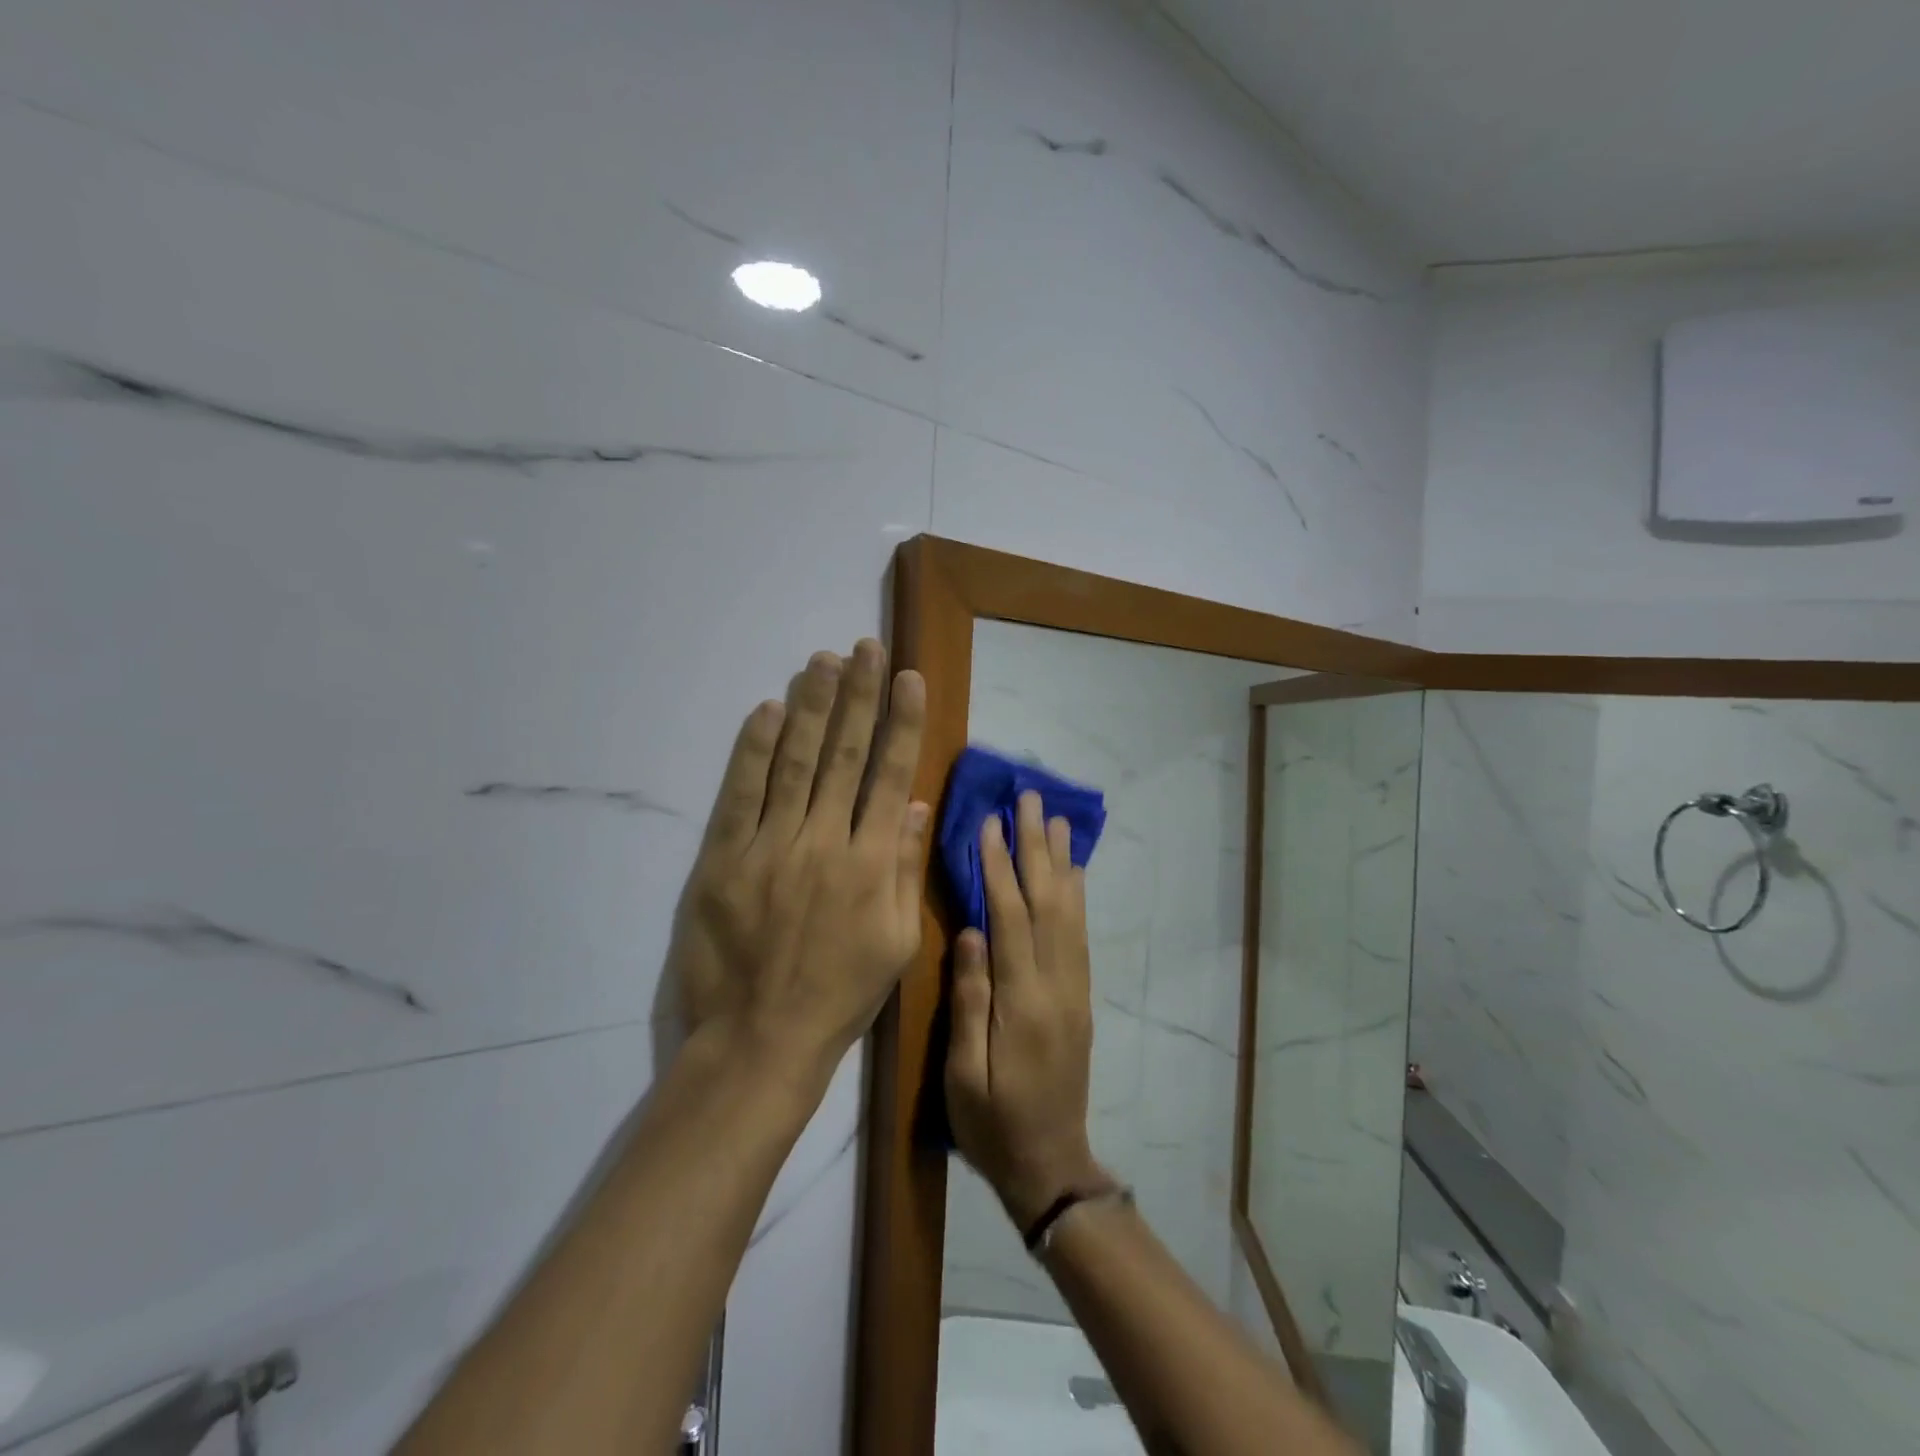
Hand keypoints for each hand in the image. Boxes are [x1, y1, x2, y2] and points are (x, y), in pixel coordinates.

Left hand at [667, 639, 928, 1087]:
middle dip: (858, 696)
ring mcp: (771, 847)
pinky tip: (768, 709)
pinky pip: (740, 793)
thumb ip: (905, 868)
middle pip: (844, 755)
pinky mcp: (723, 858)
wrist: (761, 1039)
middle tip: (865, 647)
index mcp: (872, 863)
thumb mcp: (897, 941)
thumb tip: (913, 804)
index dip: (901, 722)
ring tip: (822, 660)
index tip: (908, 678)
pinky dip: (754, 748)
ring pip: (795, 762)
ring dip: (811, 706)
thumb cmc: (840, 994)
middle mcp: (825, 842)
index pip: (890, 775)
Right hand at [946, 791, 1106, 1227]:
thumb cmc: (993, 1124)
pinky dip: (1076, 897)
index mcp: (1022, 1002)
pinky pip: (1080, 935)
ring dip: (1061, 863)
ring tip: (1058, 821)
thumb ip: (970, 1001)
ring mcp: (1074, 990)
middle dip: (1037, 848)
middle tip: (1032, 800)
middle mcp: (1056, 985)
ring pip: (1069, 913)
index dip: (1000, 867)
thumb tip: (970, 931)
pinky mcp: (1080, 998)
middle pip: (1047, 902)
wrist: (1051, 1164)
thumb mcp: (964, 1074)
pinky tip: (1072, 874)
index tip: (991, 823)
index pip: (1010, 918)